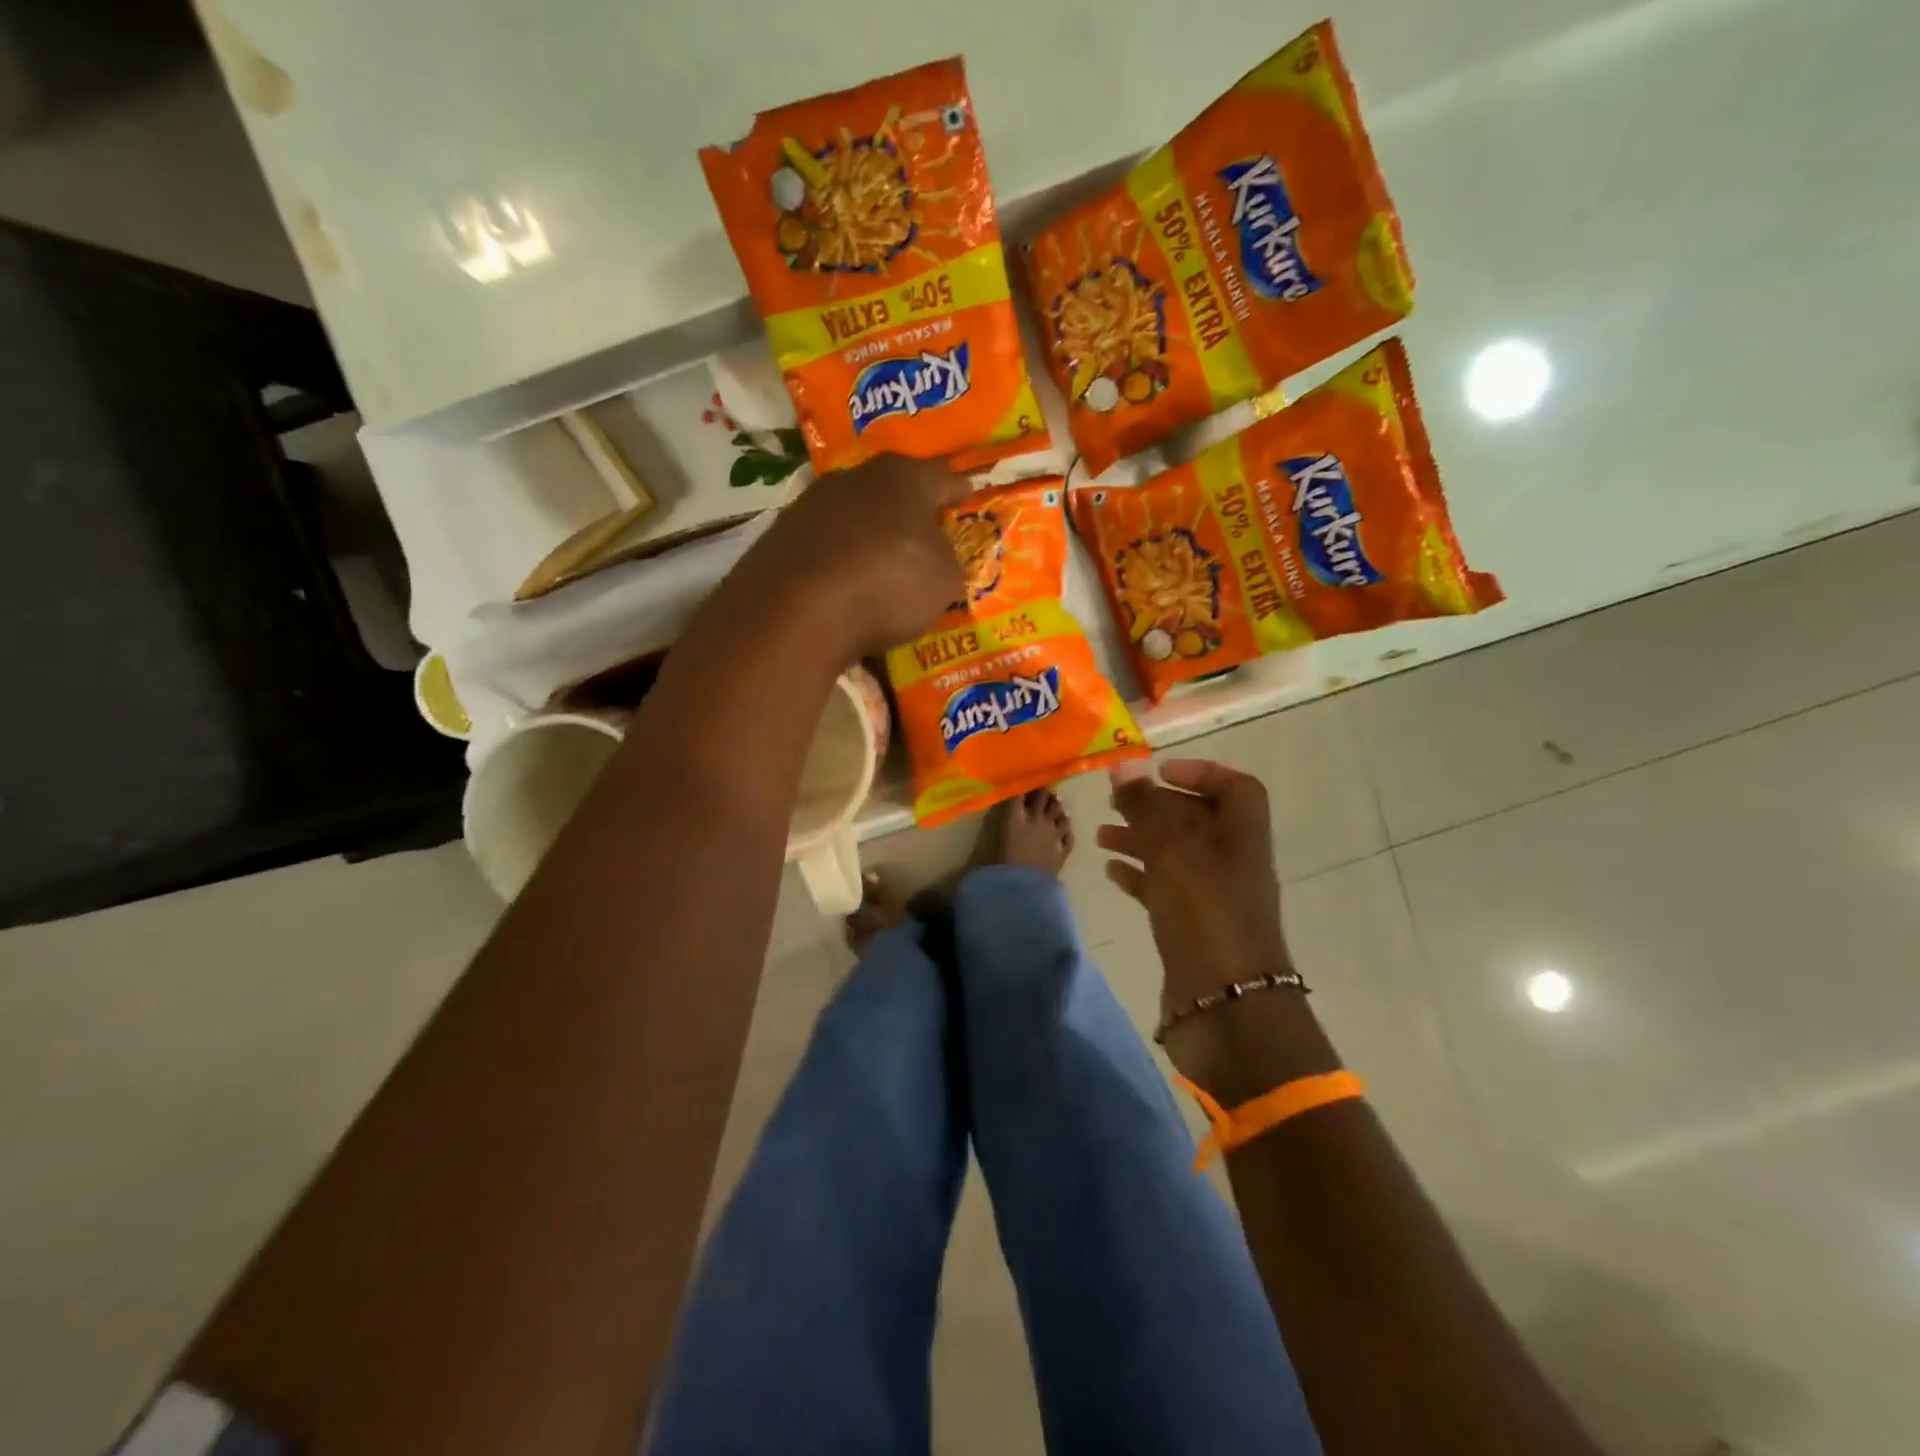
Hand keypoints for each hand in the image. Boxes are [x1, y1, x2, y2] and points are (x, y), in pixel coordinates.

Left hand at [740, 454, 972, 659]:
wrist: (796, 611)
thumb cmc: (889, 582)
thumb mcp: (944, 579)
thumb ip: (948, 561)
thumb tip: (938, 557)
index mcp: (903, 476)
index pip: (942, 478)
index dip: (958, 490)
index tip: (968, 495)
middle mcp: (853, 479)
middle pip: (892, 493)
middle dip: (909, 513)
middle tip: (925, 535)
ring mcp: (809, 507)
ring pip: (853, 518)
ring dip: (868, 538)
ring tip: (882, 568)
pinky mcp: (778, 541)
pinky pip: (824, 550)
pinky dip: (838, 564)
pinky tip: (844, 588)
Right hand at [1099, 760, 1293, 1026]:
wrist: (1226, 1008)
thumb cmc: (1205, 914)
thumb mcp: (1173, 852)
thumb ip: (1146, 807)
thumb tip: (1123, 764)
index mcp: (1242, 836)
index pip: (1236, 788)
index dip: (1201, 772)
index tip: (1159, 771)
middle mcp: (1231, 861)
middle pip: (1196, 819)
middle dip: (1155, 805)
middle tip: (1114, 800)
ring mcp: (1212, 897)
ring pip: (1175, 854)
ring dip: (1140, 839)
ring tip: (1101, 834)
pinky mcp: (1191, 926)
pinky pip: (1163, 889)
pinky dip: (1138, 875)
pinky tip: (1111, 872)